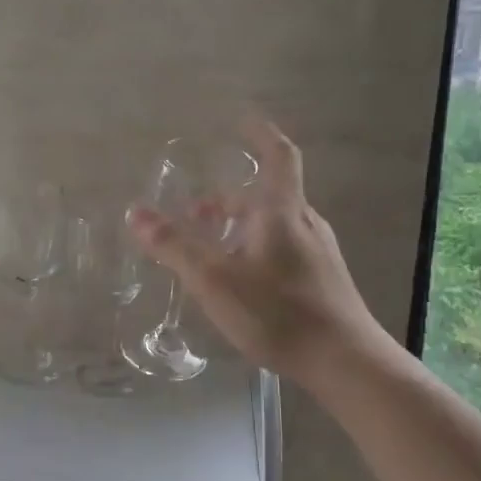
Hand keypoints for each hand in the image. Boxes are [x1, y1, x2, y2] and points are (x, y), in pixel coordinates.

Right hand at [127, 117, 386, 389]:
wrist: (345, 362)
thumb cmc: (278, 312)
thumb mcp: (215, 280)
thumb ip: (174, 246)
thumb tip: (135, 212)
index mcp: (282, 212)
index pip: (278, 156)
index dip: (261, 133)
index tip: (243, 118)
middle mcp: (305, 224)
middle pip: (267, 196)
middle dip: (229, 198)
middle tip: (195, 213)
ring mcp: (319, 253)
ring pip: (274, 226)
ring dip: (240, 227)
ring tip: (209, 250)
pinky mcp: (323, 281)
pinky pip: (283, 250)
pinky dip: (255, 249)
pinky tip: (241, 282)